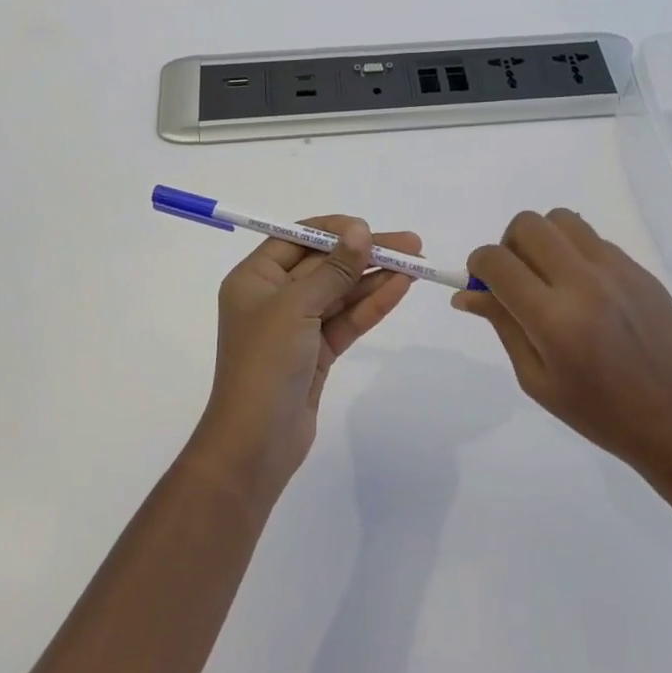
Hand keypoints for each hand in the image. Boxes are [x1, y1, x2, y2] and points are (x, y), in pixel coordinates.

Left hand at [188, 217, 420, 505]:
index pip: (297, 238)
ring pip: (341, 292)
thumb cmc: (265, 363)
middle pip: (325, 264)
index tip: (369, 228)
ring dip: (375, 277)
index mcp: (255, 278)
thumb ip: (333, 269)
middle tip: (410, 244)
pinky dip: (372, 304)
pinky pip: (347, 319)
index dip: (335, 230)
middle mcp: (274, 296)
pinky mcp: (317, 352)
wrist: (255, 445)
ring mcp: (297, 326)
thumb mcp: (297, 307)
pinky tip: (400, 288)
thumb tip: (359, 231)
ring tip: (416, 264)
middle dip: (364, 253)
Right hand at [452, 209, 671, 498]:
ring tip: (550, 278)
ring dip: (543, 240)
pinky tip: (587, 293)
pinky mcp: (641, 270)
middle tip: (516, 279)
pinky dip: (576, 253)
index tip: (480, 282)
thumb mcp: (538, 381)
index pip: (497, 261)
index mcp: (554, 320)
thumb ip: (502, 326)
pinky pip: (593, 239)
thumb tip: (465, 293)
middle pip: (528, 224)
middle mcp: (584, 282)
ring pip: (562, 219)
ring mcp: (618, 270)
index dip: (477, 265)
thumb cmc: (603, 416)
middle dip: (508, 244)